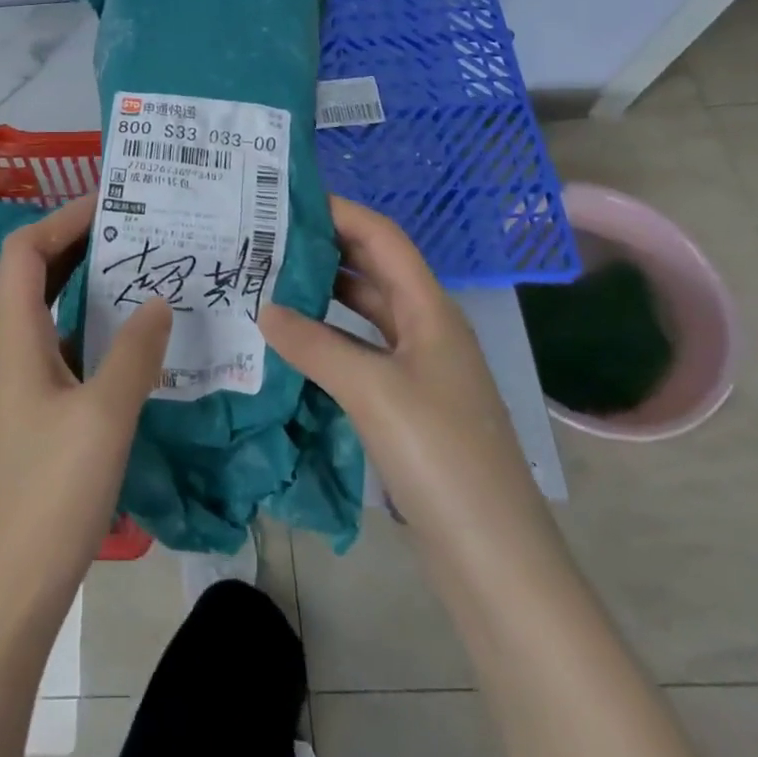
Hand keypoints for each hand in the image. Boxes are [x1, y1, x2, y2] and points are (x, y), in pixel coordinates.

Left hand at [0, 198, 170, 756]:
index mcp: (16, 336)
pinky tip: (138, 337)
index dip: (62, 218)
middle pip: (38, 272)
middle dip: (82, 242)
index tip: (112, 204)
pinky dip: (98, 327)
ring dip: (92, 284)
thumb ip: (134, 352)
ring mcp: (27, 381)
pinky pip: (69, 346)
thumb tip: (159, 300)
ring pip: (55, 310)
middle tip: (137, 229)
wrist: (9, 586)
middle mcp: (15, 348)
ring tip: (144, 269)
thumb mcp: (103, 416)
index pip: (25, 250)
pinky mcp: (42, 411)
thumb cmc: (51, 493)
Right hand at [258, 195, 540, 541]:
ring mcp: (419, 369)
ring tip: (268, 280)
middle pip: (373, 270)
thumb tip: (263, 308)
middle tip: (266, 236)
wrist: (494, 557)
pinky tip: (292, 343)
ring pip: (365, 313)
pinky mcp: (407, 405)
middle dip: (325, 247)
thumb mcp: (372, 390)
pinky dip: (328, 339)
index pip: (382, 238)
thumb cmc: (440, 456)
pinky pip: (361, 353)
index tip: (287, 198)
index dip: (340, 211)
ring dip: (323, 294)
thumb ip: (314, 344)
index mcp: (430, 310)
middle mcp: (426, 329)